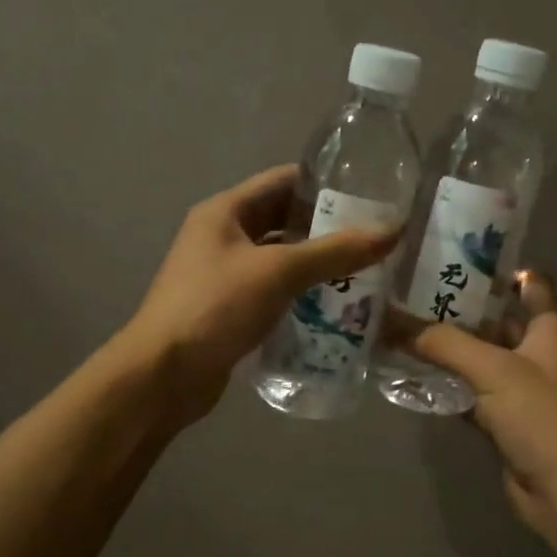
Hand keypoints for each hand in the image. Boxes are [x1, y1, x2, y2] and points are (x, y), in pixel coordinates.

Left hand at [127, 165, 398, 423]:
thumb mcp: (278, 272)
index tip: (370, 193)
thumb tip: (393, 230)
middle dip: (326, 228)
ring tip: (366, 271)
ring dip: (317, 264)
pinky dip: (301, 294)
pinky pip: (273, 291)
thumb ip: (335, 251)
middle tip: (375, 237)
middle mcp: (221, 236)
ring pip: (280, 259)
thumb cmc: (216, 307)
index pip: (282, 181)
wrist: (163, 375)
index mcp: (224, 211)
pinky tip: (336, 306)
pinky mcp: (229, 309)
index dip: (324, 183)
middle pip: (283, 220)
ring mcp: (223, 275)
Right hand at [388, 272, 556, 556]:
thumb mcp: (492, 369)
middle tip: (408, 289)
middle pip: (494, 319)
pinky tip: (409, 373)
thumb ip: (441, 342)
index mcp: (548, 328)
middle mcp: (535, 352)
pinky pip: (467, 392)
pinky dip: (444, 384)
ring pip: (477, 357)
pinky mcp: (502, 420)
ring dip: (446, 347)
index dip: (499, 266)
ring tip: (398, 324)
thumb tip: (388, 321)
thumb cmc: (541, 416)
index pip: (529, 283)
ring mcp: (518, 388)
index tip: (455, 252)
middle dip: (457, 306)